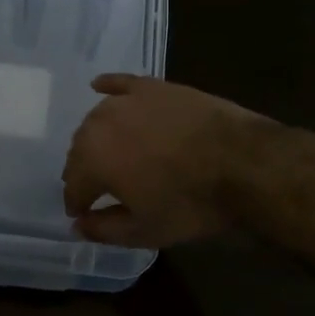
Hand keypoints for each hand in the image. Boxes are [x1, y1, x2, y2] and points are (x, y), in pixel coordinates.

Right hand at [61, 75, 264, 246]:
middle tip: (98, 187)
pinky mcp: (151, 86)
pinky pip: (119, 84)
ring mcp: (126, 101)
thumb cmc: (190, 202)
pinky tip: (99, 88)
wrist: (242, 162)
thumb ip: (104, 230)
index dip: (76, 203)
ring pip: (97, 119)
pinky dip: (107, 88)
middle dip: (83, 170)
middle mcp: (99, 125)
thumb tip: (78, 225)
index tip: (84, 214)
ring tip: (108, 152)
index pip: (72, 186)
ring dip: (95, 138)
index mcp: (92, 161)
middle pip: (80, 150)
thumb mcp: (145, 230)